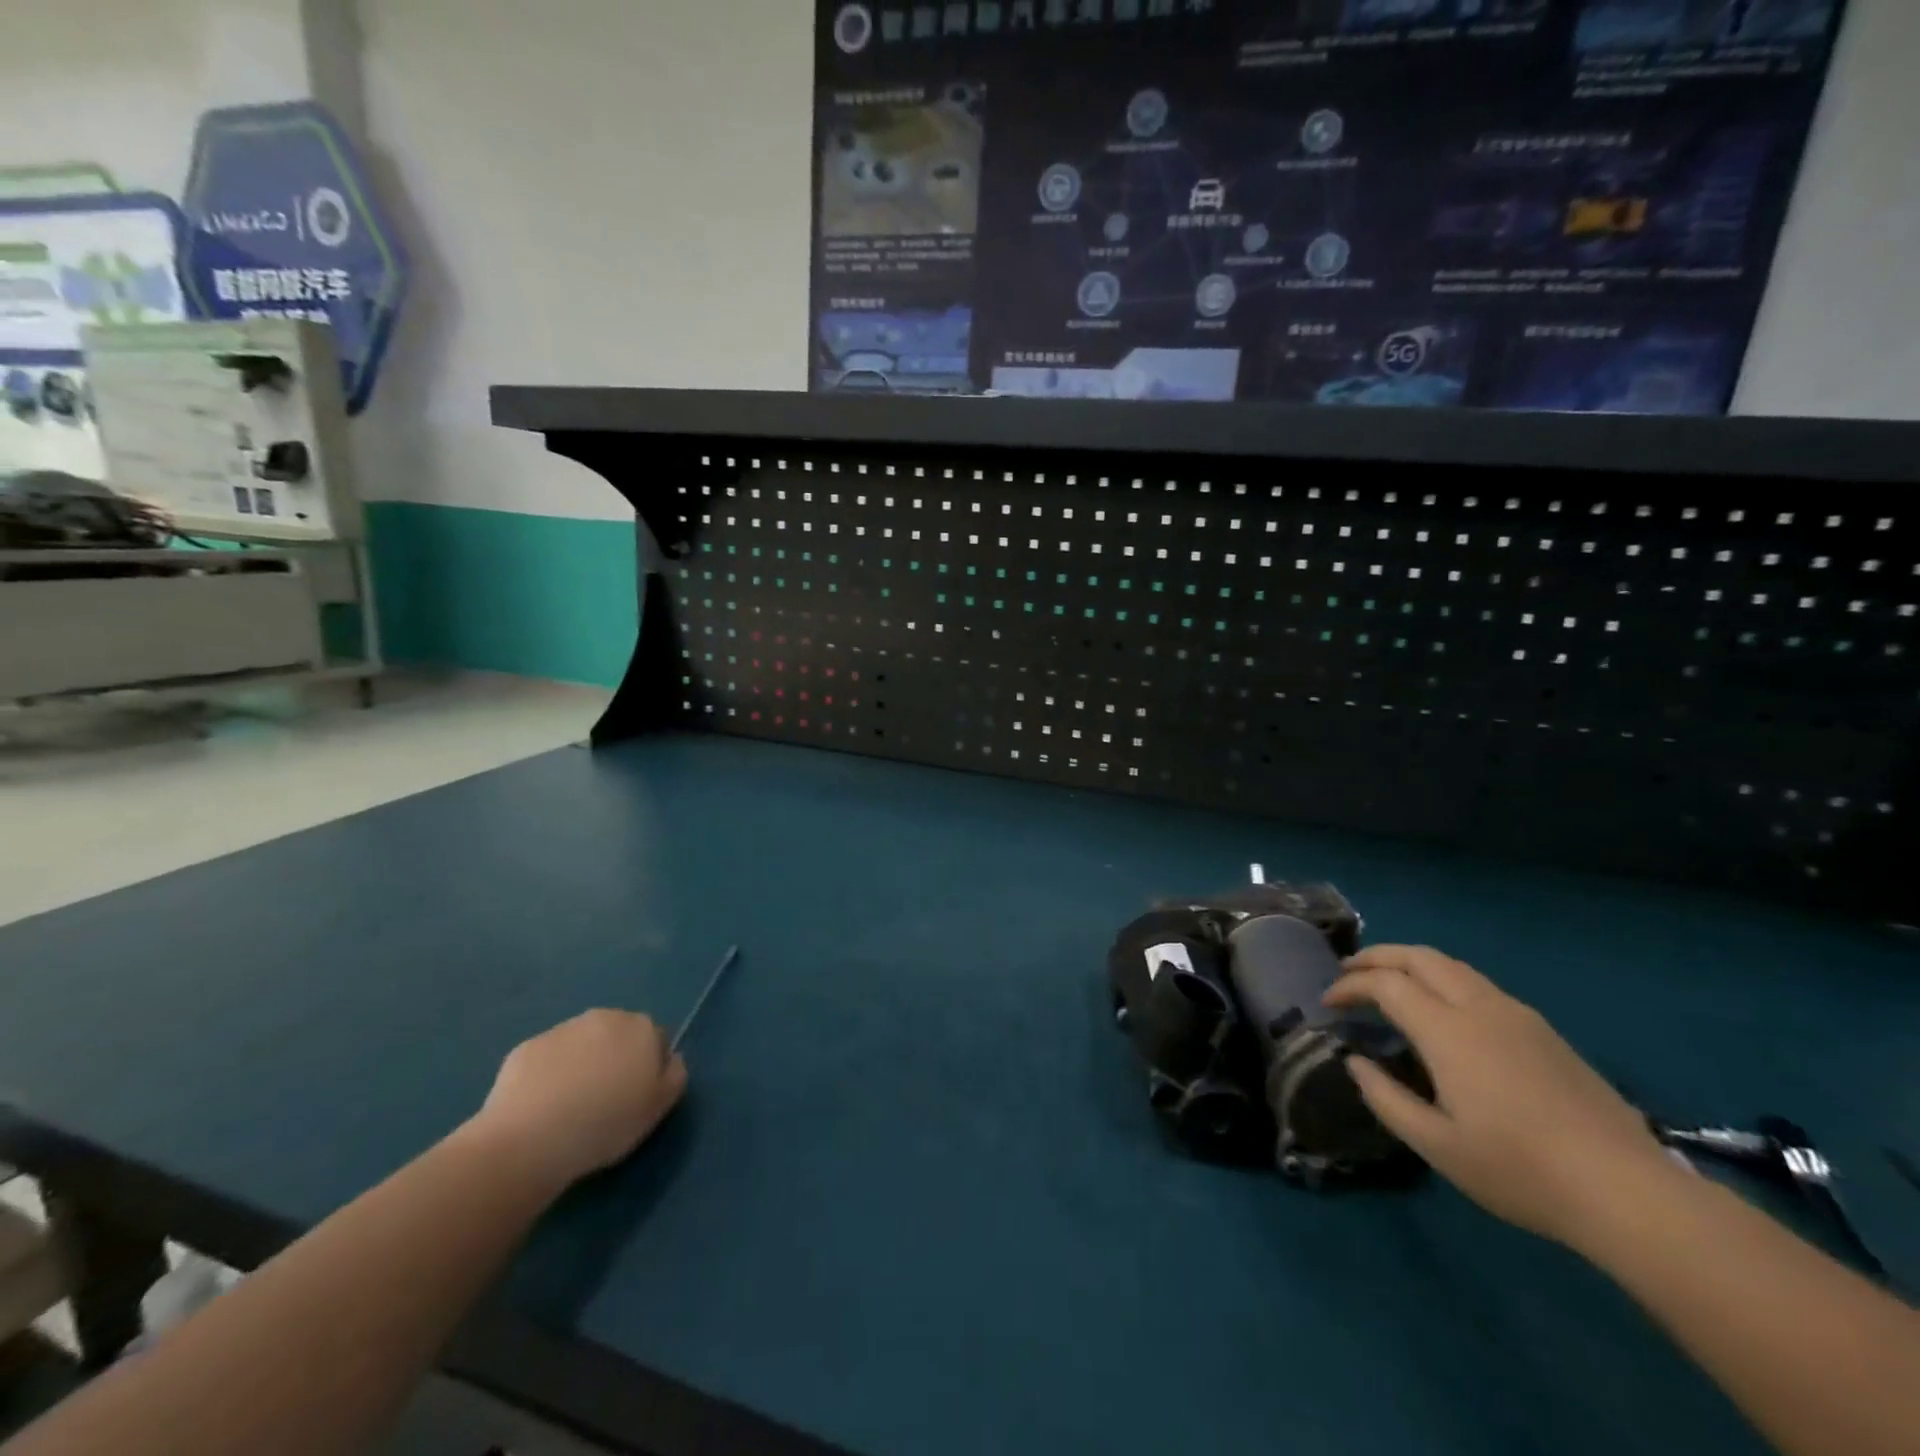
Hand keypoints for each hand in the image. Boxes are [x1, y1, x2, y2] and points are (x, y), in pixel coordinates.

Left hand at [470, 1010, 688, 1188]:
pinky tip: (540, 1107)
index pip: (656, 1040)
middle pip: (617, 1036)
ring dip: (581, 1065)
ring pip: (581, 1044)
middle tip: (604, 1100)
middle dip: (614, 1059)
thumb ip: (675, 1076)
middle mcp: (605, 1017)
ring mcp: (562, 1029)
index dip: (648, 1069)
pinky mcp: (526, 1047)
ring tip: (569, 1107)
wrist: (530, 1139)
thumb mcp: (658, 1108)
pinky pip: (548, 1059)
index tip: (635, 1097)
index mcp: (642, 1028)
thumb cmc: (605, 1123)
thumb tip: (671, 1059)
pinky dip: (548, 1075)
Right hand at [1325, 946, 1674, 1248]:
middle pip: (1419, 957)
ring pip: (1452, 965)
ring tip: (1389, 981)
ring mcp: (1516, 1015)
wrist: (1627, 1190)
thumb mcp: (1438, 1146)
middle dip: (1377, 956)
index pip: (1386, 984)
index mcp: (1448, 1031)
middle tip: (1349, 971)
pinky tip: (1443, 1009)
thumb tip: (1356, 1063)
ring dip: (1411, 962)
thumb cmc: (1521, 1170)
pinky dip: (1443, 979)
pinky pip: (1478, 984)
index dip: (1350, 985)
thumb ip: (1387, 1099)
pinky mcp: (1543, 1030)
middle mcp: (1479, 1007)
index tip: (1329, 1002)